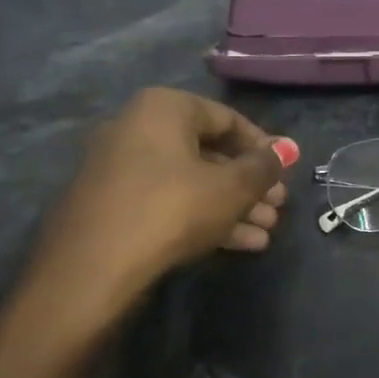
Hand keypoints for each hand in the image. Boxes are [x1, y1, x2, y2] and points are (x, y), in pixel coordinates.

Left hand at [19, 89, 296, 324]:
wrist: (92, 268)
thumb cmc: (172, 209)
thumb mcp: (232, 187)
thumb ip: (264, 167)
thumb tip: (286, 150)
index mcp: (164, 108)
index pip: (227, 119)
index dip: (263, 147)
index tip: (286, 173)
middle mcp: (136, 128)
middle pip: (209, 152)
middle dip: (249, 183)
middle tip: (278, 206)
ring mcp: (119, 169)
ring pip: (191, 182)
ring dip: (233, 206)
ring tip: (266, 232)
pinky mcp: (112, 206)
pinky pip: (168, 202)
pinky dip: (203, 217)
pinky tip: (240, 244)